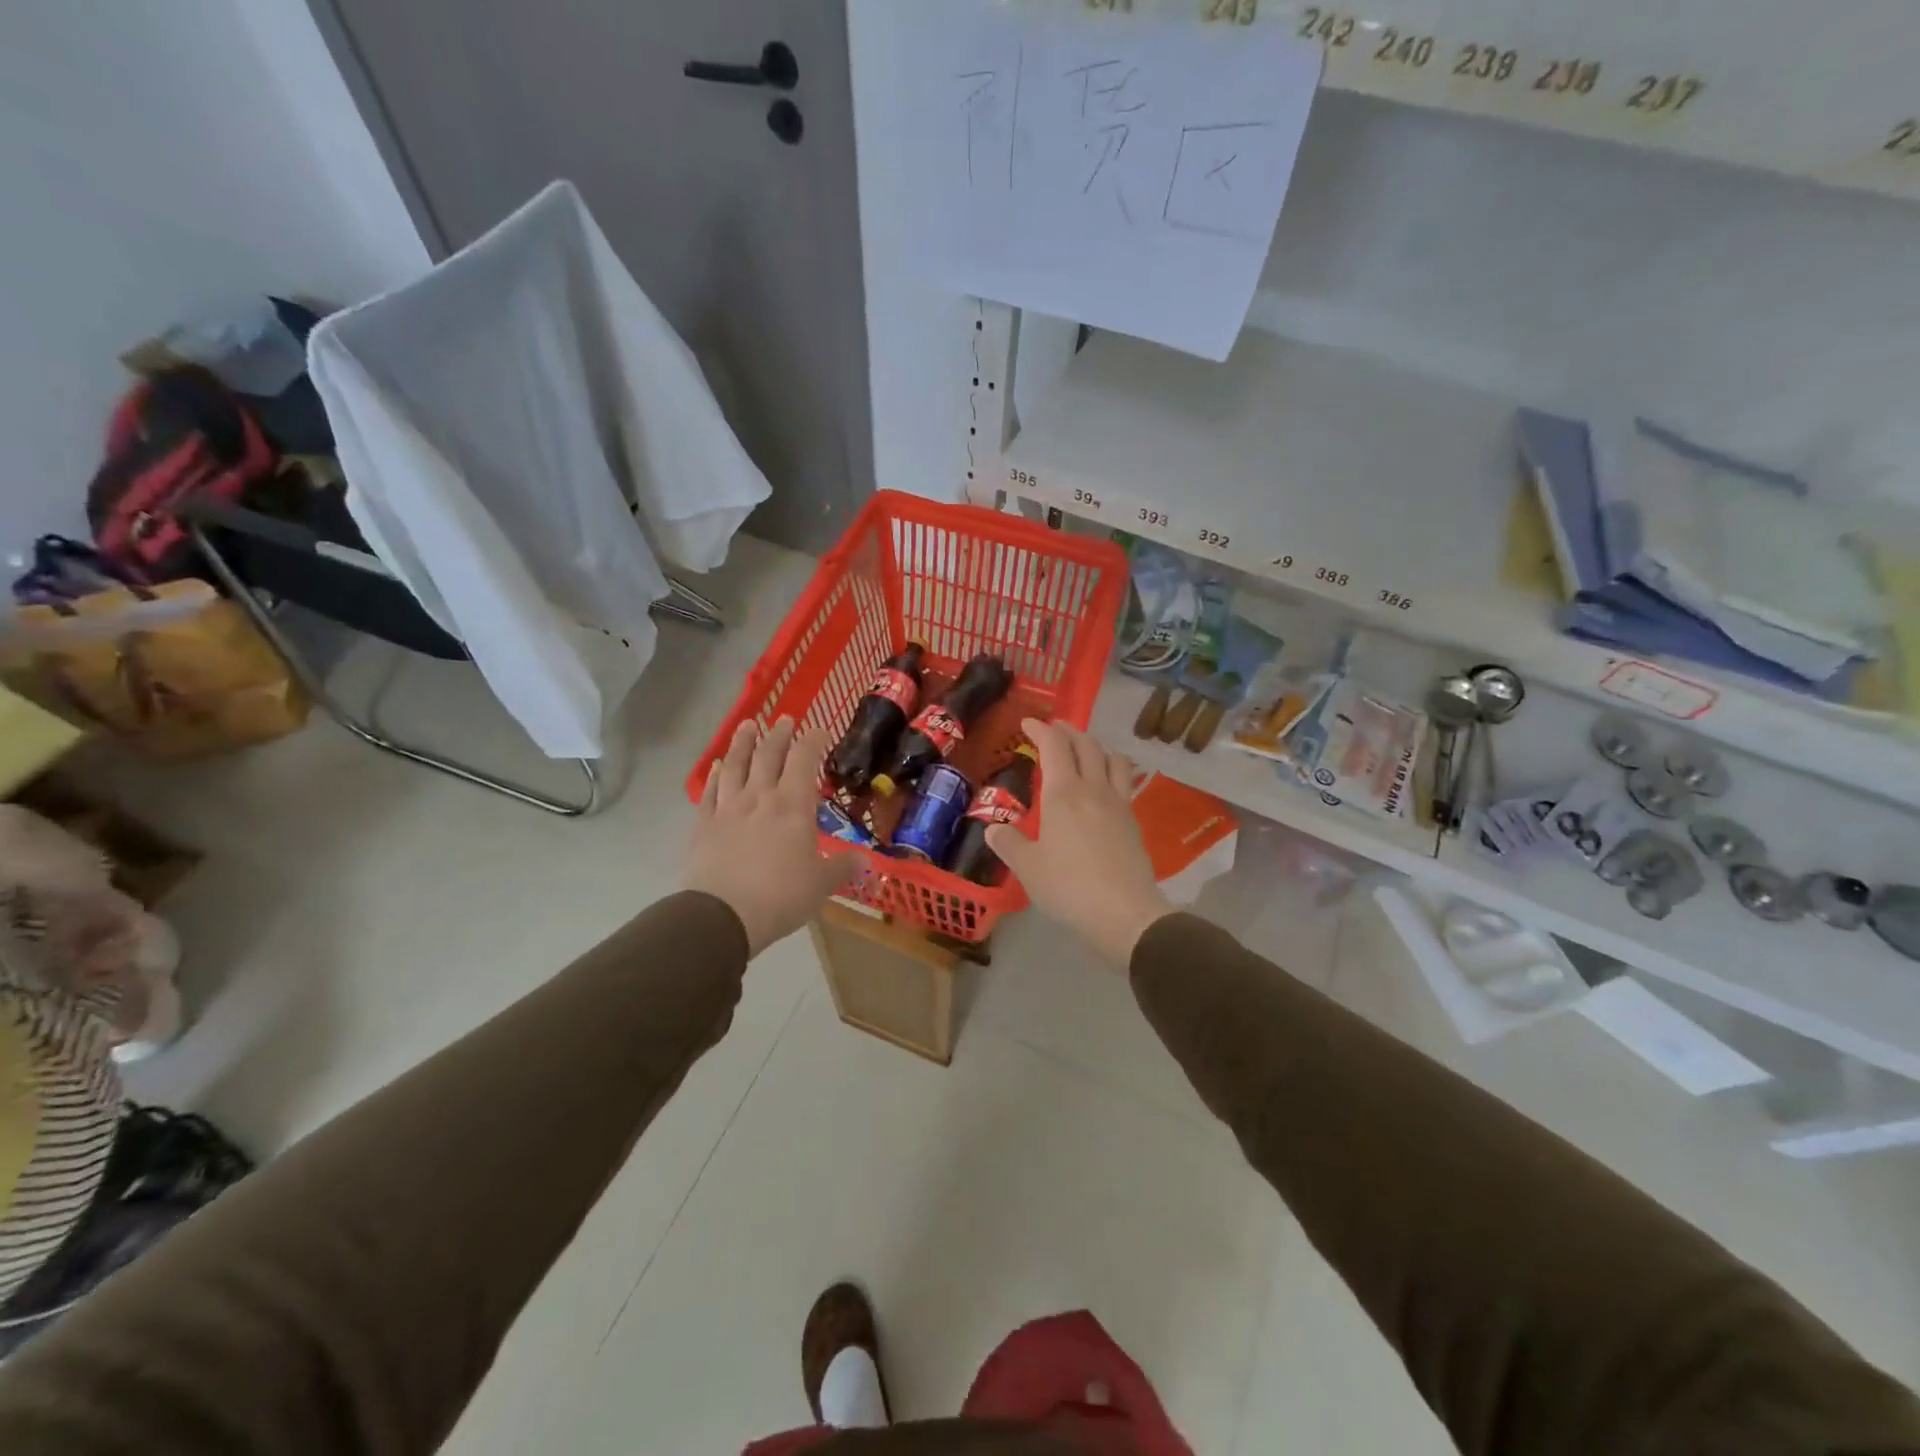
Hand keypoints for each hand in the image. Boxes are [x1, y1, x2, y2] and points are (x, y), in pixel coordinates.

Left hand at [686, 718, 855, 956]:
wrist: (723, 915)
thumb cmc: (781, 896)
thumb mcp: (822, 885)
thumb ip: (843, 868)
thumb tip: (866, 861)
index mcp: (793, 805)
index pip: (804, 760)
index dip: (813, 740)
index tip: (820, 730)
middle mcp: (760, 797)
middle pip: (768, 755)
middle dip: (778, 734)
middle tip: (784, 719)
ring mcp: (728, 809)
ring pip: (735, 765)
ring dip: (742, 743)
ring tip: (747, 726)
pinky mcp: (704, 825)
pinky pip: (710, 791)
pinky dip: (715, 774)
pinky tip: (717, 766)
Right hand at [986, 717, 1171, 966]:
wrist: (1125, 913)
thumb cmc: (1068, 887)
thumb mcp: (1028, 868)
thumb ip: (1009, 844)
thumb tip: (993, 829)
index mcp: (1063, 793)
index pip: (1054, 746)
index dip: (1041, 729)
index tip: (1029, 723)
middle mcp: (1093, 789)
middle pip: (1087, 745)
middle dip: (1069, 731)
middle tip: (1056, 729)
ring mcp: (1119, 804)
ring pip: (1113, 759)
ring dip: (1097, 747)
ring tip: (1086, 751)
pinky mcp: (1133, 823)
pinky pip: (1125, 783)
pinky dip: (1112, 771)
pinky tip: (1105, 787)